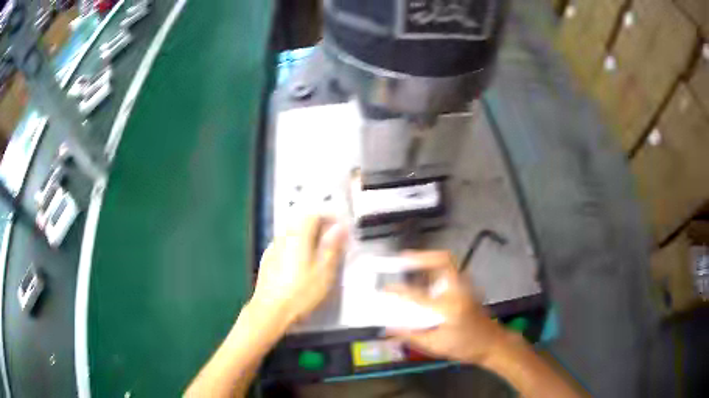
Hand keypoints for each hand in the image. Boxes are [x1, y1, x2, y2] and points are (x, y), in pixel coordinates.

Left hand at [250, 215, 347, 326]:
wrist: (270, 311)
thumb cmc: (301, 292)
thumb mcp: (324, 271)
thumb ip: (331, 247)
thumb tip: (339, 226)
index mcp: (298, 236)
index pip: (314, 215)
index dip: (329, 218)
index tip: (340, 229)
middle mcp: (283, 237)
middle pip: (301, 222)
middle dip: (318, 227)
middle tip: (332, 241)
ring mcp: (272, 248)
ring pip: (292, 234)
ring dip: (306, 237)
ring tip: (318, 253)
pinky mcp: (267, 260)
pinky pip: (284, 245)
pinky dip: (295, 248)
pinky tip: (299, 264)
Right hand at [386, 251, 509, 363]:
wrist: (493, 344)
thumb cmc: (465, 347)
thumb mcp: (435, 346)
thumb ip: (411, 335)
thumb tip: (389, 328)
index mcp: (448, 307)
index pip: (417, 294)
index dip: (398, 291)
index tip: (385, 289)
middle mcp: (459, 290)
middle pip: (444, 260)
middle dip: (423, 256)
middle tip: (404, 258)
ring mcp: (466, 286)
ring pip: (448, 263)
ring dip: (429, 260)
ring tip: (411, 265)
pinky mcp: (469, 287)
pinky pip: (450, 270)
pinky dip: (436, 269)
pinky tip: (426, 279)